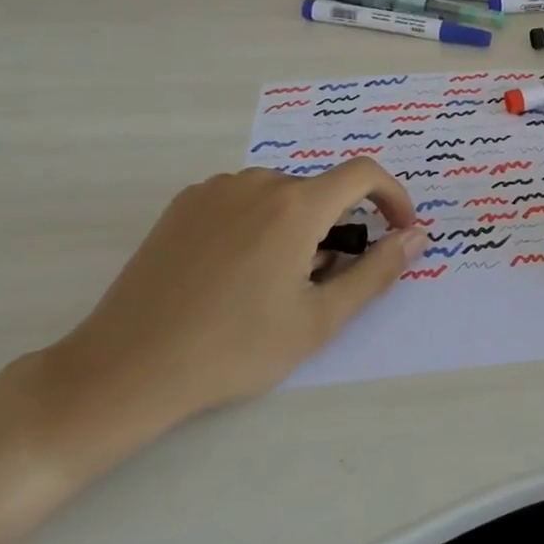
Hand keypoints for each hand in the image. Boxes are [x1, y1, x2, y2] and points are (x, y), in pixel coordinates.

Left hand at [40, 161, 425, 444]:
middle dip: (337, 228)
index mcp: (296, 205)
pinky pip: (242, 201)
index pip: (364, 174)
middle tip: (321, 283)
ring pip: (281, 197)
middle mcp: (258, 182)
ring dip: (297, 227)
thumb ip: (377, 271)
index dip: (392, 197)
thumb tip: (417, 236)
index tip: (398, 231)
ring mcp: (215, 190)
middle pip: (320, 191)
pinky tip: (235, 273)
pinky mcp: (183, 205)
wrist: (126, 369)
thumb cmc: (234, 348)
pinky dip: (259, 224)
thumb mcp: (320, 319)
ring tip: (275, 283)